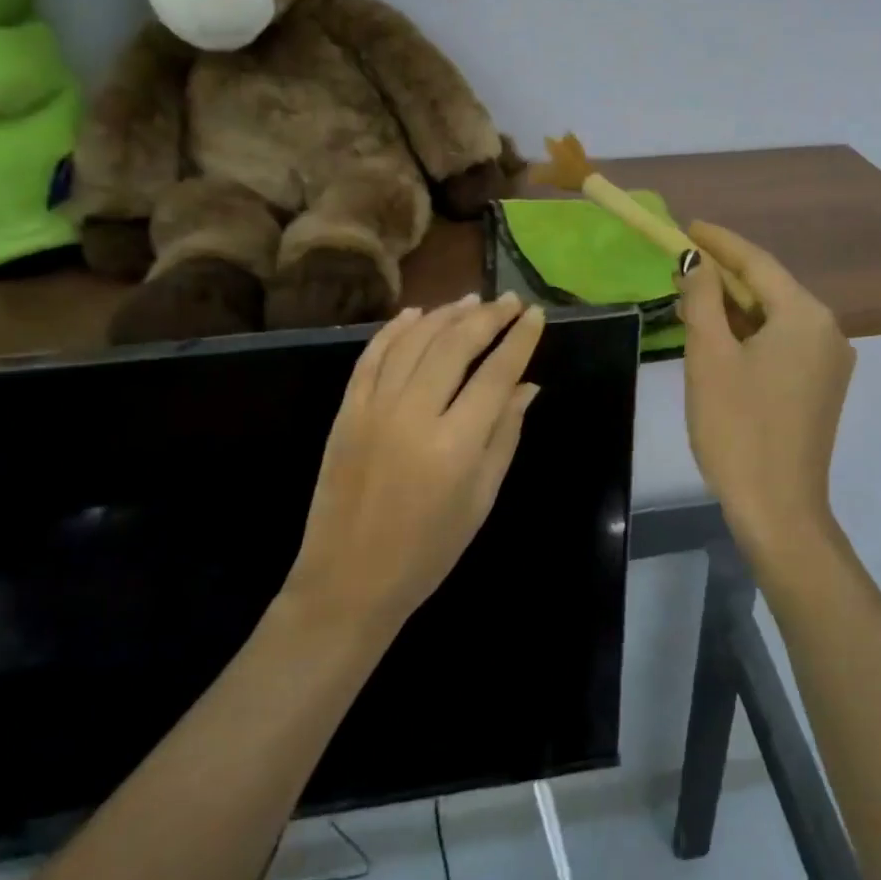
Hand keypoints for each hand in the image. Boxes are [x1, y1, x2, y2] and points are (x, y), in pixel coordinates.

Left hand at [284, 293, 545, 629]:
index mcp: (456, 443)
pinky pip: (372, 356)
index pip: (496, 373)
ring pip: (413, 341)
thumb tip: (527, 386)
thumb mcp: (481, 498)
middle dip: (487, 317)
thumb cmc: (429, 549)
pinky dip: (394, 330)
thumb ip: (505, 435)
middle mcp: (414, 414)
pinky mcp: (346, 410)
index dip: (519, 339)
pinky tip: (415, 315)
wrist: (349, 578)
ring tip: (470, 301)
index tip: (534, 315)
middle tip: (508, 301)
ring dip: (444, 315)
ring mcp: (373, 408)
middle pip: (455, 345)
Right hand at [675, 223, 855, 570]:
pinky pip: (782, 343)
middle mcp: (828, 330)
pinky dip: (750, 333)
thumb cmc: (737, 427)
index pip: (757, 262)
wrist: (777, 507)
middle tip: (681, 263)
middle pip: (769, 288)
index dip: (719, 242)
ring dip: (734, 306)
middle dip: (724, 274)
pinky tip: (720, 336)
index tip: (686, 226)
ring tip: (692, 296)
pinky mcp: (820, 387)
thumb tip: (696, 263)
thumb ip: (702, 299)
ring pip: (774, 317)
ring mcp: (828, 361)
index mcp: (806, 315)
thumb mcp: (709, 357)